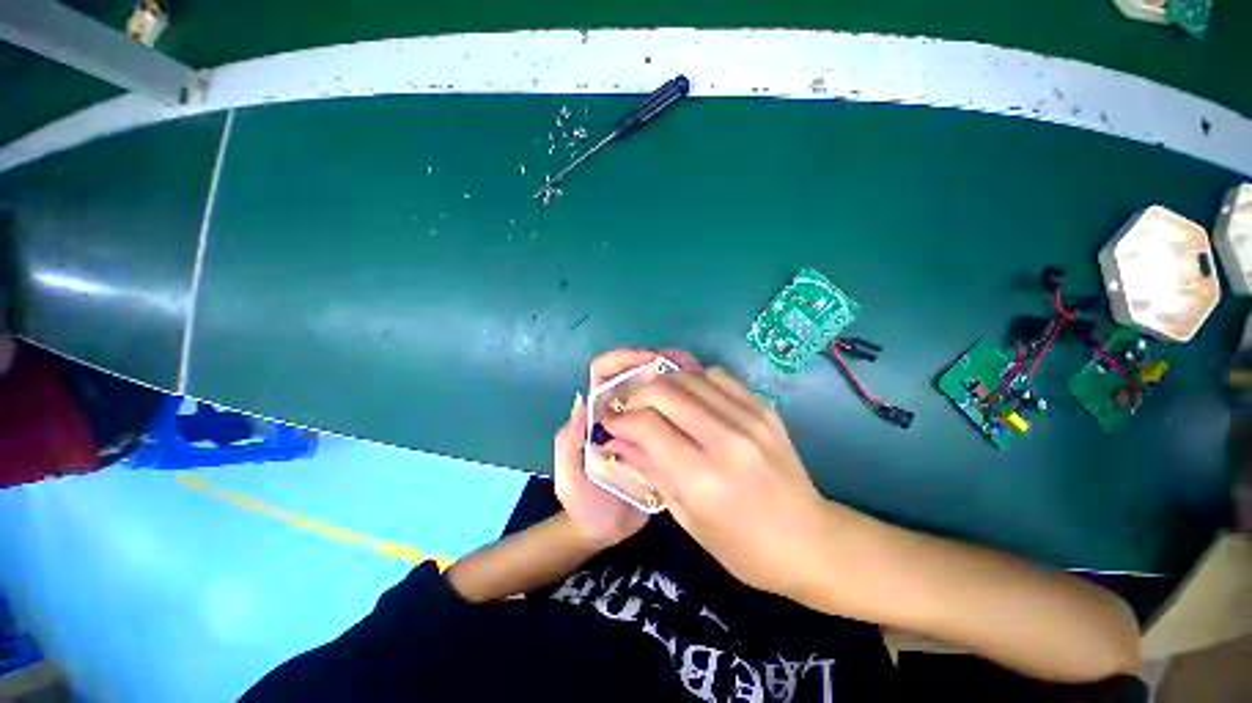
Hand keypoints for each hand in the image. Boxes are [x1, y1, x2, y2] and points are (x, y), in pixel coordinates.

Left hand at [553, 348, 701, 546]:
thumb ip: (568, 444)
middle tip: (685, 365)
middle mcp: (618, 413)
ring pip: (654, 392)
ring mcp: (640, 425)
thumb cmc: (583, 505)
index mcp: (595, 415)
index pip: (603, 374)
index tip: (651, 360)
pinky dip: (682, 404)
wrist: (605, 532)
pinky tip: (702, 405)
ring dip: (672, 379)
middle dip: (656, 364)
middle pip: (633, 376)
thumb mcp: (569, 480)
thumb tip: (582, 401)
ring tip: (698, 379)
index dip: (623, 359)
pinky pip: (668, 415)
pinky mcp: (657, 439)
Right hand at [602, 367, 829, 595]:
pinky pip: (719, 377)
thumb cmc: (743, 547)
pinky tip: (692, 398)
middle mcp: (724, 439)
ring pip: (689, 378)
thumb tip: (619, 441)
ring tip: (657, 402)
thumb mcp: (687, 519)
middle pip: (664, 391)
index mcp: (701, 477)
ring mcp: (748, 418)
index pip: (646, 424)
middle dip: (637, 396)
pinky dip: (695, 381)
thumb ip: (651, 471)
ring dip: (664, 385)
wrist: (811, 541)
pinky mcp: (764, 409)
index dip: (621, 419)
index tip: (612, 422)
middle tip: (631, 409)